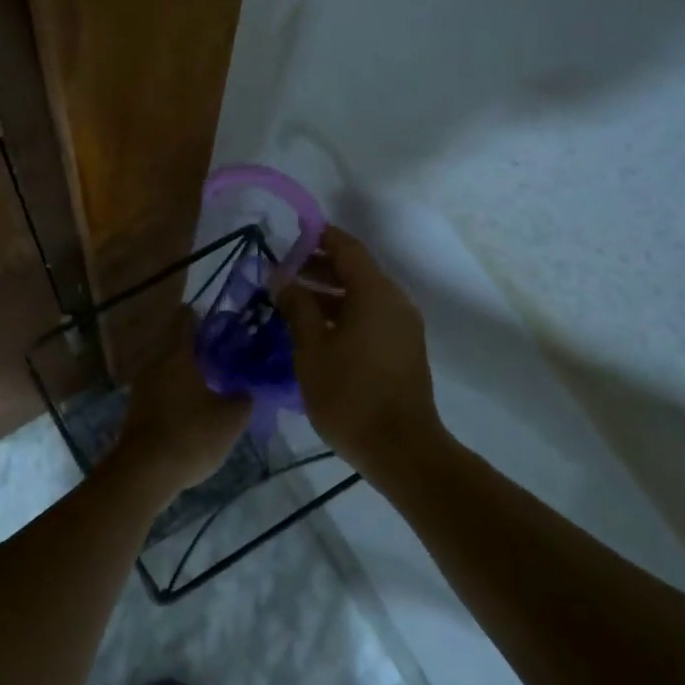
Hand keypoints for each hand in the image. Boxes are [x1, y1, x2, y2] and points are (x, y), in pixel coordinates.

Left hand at [112, 308, 250, 506]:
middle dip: (195, 346)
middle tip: (221, 351)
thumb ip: (243, 398)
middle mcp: (155, 363)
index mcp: (177, 354)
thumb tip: (245, 389)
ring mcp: (142, 387)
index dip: (200, 315)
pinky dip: (176, 390)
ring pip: (166, 368)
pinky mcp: (137, 410)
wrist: (145, 472)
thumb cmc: (191, 435)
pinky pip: (160, 389)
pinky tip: (193, 404)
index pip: (186, 320)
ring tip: (211, 378)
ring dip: (185, 370)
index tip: (216, 317)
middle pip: (174, 344)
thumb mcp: (231, 419)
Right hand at [277, 226, 443, 470]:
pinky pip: (371, 316)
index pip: (347, 248)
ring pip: (363, 295)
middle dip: (319, 267)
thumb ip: (296, 307)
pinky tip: (315, 329)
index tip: (290, 236)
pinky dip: (344, 312)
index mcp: (375, 293)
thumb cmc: (349, 395)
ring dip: (329, 292)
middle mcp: (394, 301)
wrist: (400, 447)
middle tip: (282, 273)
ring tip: (291, 302)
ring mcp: (403, 325)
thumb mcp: (312, 349)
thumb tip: (281, 277)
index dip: (319, 237)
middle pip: (356, 270)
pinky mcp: (403, 347)